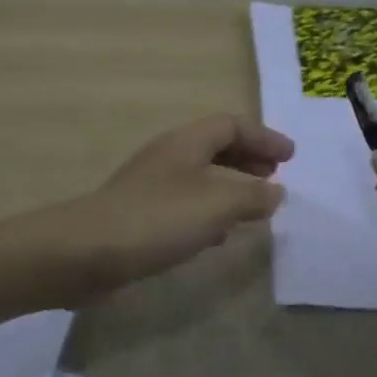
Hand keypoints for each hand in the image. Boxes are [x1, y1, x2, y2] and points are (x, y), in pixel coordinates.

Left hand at [49, 114, 294, 300]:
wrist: (86, 252)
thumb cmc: (158, 219)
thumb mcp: (216, 205)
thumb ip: (252, 196)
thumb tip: (275, 191)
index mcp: (186, 143)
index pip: (231, 125)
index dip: (263, 137)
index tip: (290, 157)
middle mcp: (167, 156)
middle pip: (214, 146)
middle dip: (247, 158)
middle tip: (274, 175)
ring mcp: (150, 185)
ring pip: (200, 176)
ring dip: (230, 185)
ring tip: (253, 206)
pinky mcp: (140, 214)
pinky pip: (185, 203)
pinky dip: (209, 210)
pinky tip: (217, 235)